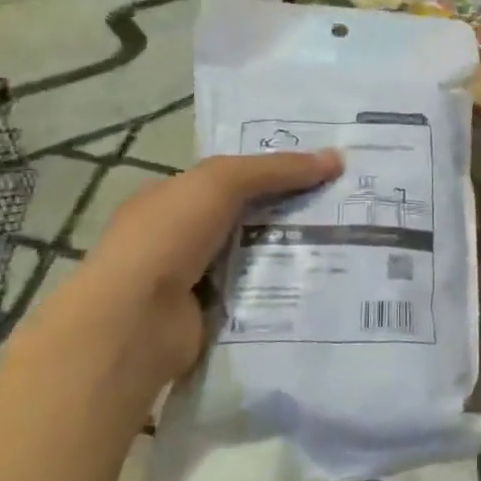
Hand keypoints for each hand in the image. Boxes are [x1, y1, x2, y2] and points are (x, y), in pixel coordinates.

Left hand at [50, 149, 342, 393]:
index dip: (274, 172)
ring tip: (346, 246)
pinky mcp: (210, 316)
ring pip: (255, 258)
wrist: (135, 322)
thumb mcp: (221, 183)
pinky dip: (282, 291)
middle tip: (345, 208)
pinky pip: (255, 295)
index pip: (230, 179)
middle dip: (291, 213)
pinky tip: (320, 284)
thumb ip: (275, 169)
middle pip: (247, 217)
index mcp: (171, 199)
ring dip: (291, 253)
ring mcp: (192, 280)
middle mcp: (179, 237)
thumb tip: (336, 158)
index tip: (322, 172)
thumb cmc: (168, 237)